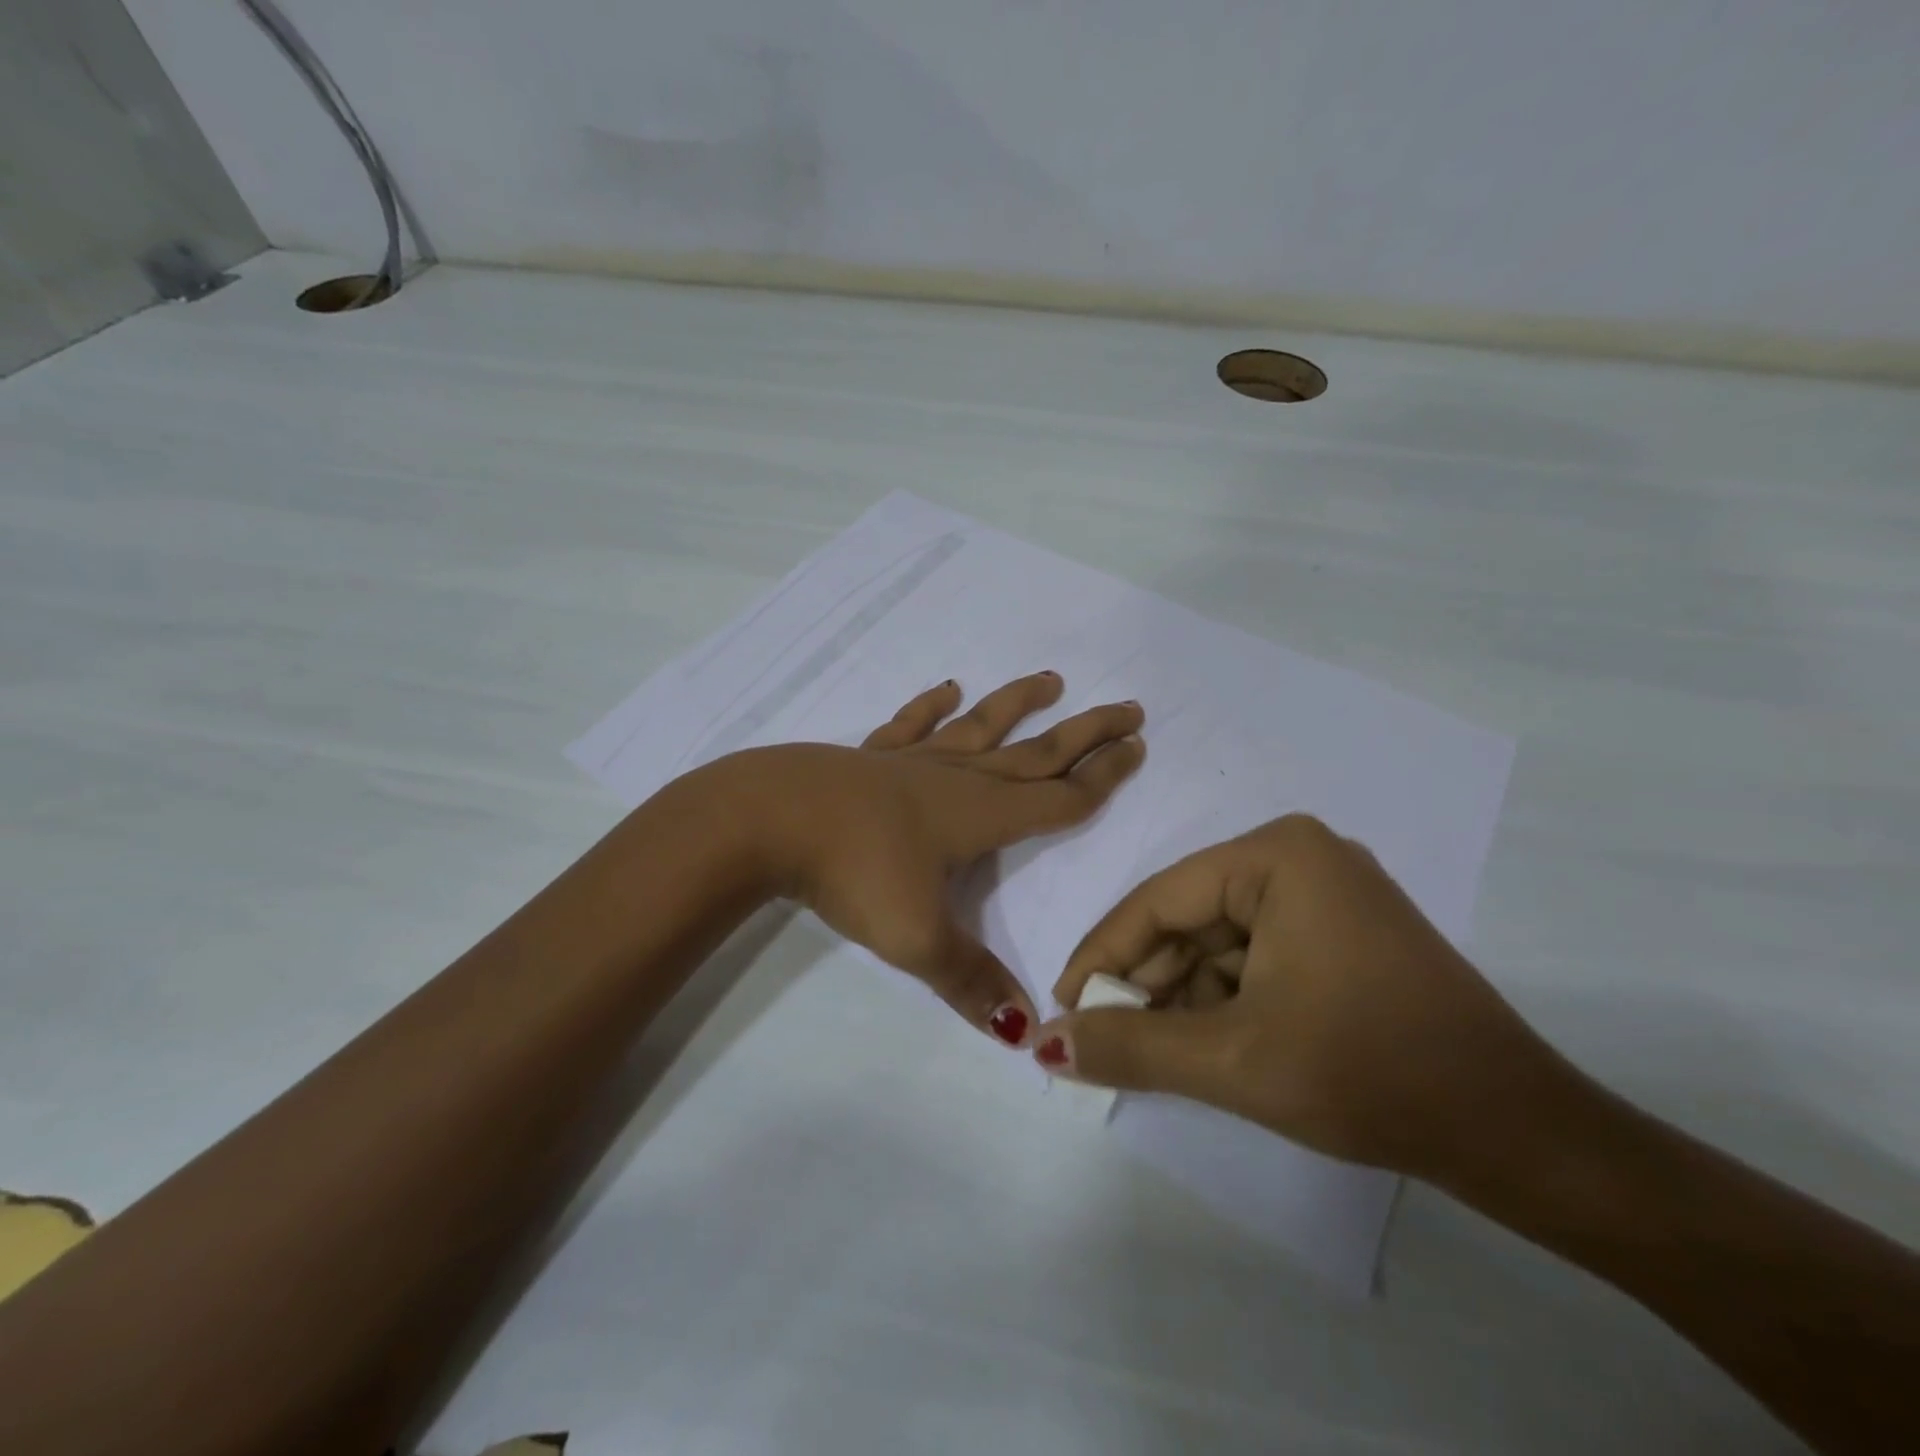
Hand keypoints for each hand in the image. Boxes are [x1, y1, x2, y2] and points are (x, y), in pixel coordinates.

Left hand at [725, 673, 1144, 1045]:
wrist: (769, 819)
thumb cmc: (853, 872)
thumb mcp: (916, 938)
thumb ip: (972, 983)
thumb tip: (1026, 1033)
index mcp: (980, 816)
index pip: (1058, 797)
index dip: (1103, 778)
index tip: (1138, 748)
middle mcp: (956, 779)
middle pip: (1035, 752)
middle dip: (1085, 733)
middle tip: (1130, 709)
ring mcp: (911, 762)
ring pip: (980, 728)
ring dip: (1018, 705)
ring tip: (1052, 681)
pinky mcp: (870, 758)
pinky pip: (910, 726)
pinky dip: (930, 706)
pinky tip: (947, 688)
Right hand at [1035, 813, 1560, 1177]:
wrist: (1521, 1134)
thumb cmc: (1370, 1073)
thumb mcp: (1233, 1059)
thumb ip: (1130, 1047)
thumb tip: (1044, 1044)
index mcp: (1277, 855)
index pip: (1159, 901)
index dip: (1102, 957)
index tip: (1062, 1009)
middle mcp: (1299, 857)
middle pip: (1189, 919)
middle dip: (1145, 983)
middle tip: (1102, 1041)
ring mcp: (1326, 894)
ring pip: (1219, 943)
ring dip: (1181, 997)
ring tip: (1149, 1053)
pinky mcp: (1342, 933)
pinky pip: (1255, 956)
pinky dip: (1223, 1000)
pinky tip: (1203, 1045)